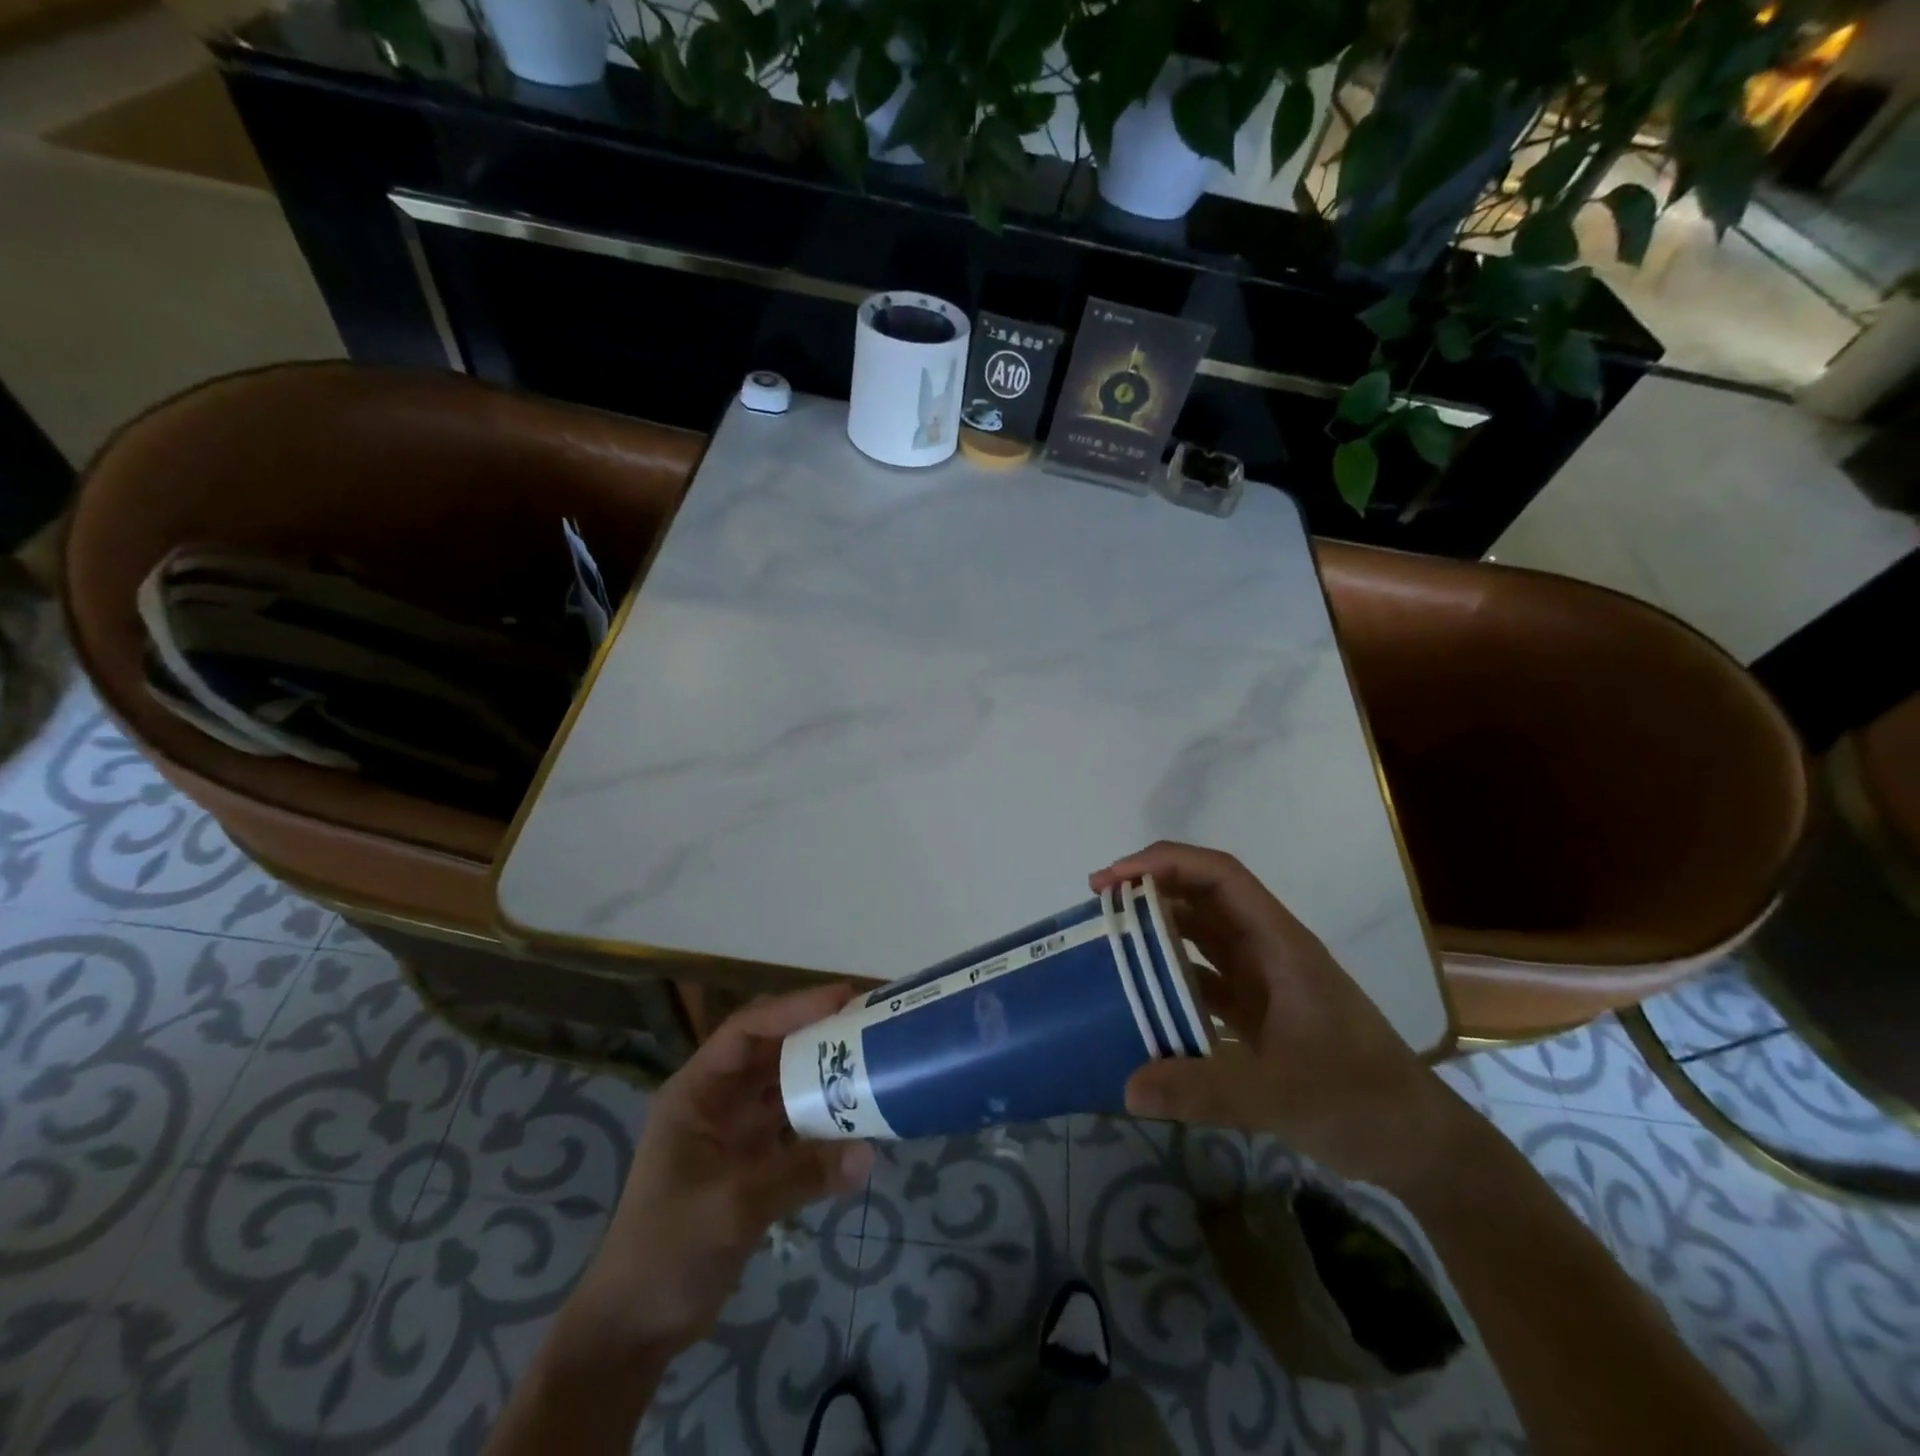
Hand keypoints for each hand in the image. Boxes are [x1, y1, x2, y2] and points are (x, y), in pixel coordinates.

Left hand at [571, 984, 875, 1358]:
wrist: (634, 1329)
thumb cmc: (667, 1250)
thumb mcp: (732, 1205)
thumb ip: (800, 1173)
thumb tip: (869, 1153)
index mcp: (697, 1091)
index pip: (748, 1030)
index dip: (795, 1008)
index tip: (845, 1000)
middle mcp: (718, 1102)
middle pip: (773, 1053)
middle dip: (818, 1038)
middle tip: (870, 1027)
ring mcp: (735, 1134)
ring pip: (787, 1090)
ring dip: (825, 1080)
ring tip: (873, 1066)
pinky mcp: (752, 1165)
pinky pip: (795, 1130)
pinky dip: (824, 1125)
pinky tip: (859, 1124)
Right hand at [1090, 842, 1466, 1191]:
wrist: (1418, 1144)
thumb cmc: (1361, 1100)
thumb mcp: (1281, 1096)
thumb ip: (1204, 1089)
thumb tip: (1127, 1086)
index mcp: (1279, 944)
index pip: (1219, 875)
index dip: (1165, 862)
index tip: (1114, 878)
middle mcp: (1268, 950)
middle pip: (1203, 896)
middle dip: (1150, 889)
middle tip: (1096, 906)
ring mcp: (1265, 980)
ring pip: (1202, 935)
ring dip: (1158, 929)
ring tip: (1109, 941)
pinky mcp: (1260, 1012)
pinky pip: (1205, 978)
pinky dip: (1172, 977)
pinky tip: (1141, 997)